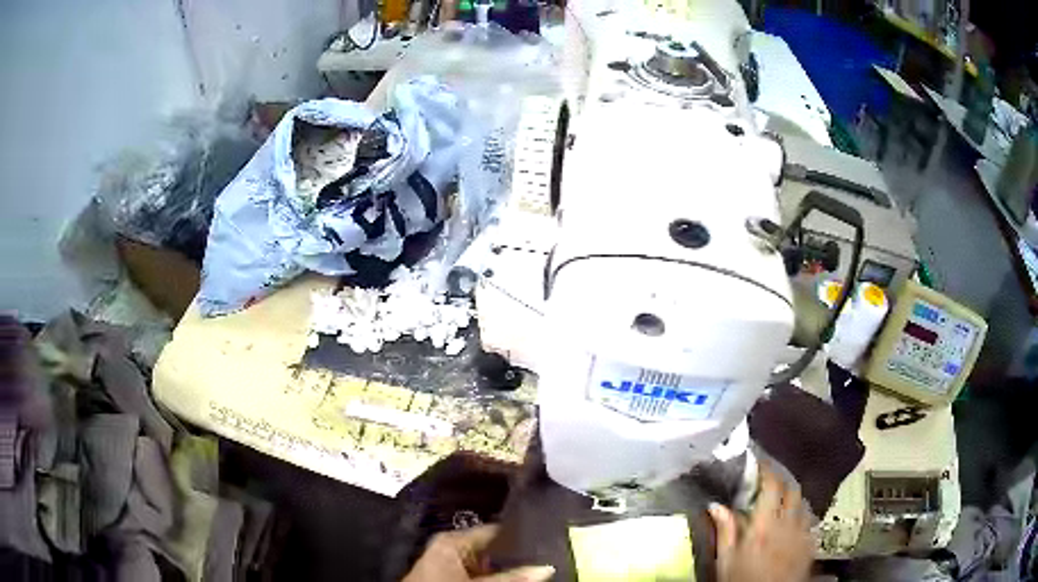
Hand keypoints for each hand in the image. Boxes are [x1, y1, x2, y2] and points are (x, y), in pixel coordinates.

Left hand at [403, 524, 555, 581]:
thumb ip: (511, 577)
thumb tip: (547, 568)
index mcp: (452, 540)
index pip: (495, 530)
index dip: (521, 534)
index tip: (548, 537)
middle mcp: (452, 548)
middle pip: (494, 549)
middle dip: (518, 556)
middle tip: (548, 555)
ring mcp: (451, 565)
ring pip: (489, 564)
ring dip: (509, 568)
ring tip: (540, 566)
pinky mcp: (451, 577)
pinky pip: (479, 573)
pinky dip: (496, 577)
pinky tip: (515, 578)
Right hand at [707, 465, 813, 581]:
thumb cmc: (742, 580)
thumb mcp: (726, 560)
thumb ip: (725, 531)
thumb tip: (715, 505)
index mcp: (764, 525)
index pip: (772, 486)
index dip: (767, 470)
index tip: (759, 462)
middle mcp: (788, 523)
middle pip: (792, 490)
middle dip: (781, 480)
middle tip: (768, 481)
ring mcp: (803, 532)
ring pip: (803, 503)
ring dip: (792, 497)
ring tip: (780, 500)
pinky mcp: (811, 543)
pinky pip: (809, 519)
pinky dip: (801, 514)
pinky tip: (792, 522)